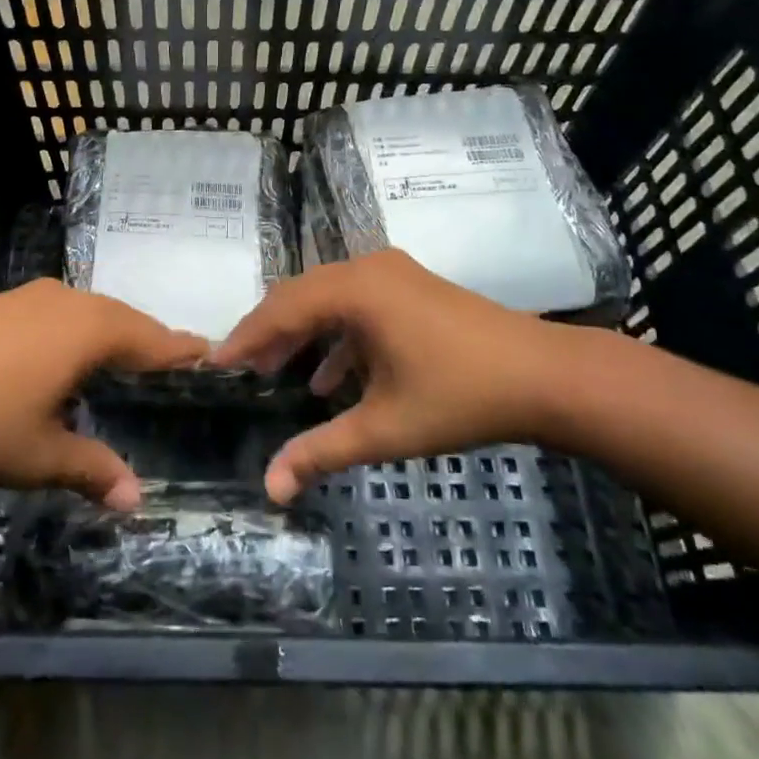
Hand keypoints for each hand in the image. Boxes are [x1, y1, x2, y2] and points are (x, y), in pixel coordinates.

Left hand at [0, 281, 204, 509]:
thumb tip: (137, 499)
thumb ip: (91, 469)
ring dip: (112, 334)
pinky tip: (65, 357)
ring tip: (126, 361)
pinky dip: (78, 332)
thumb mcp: (36, 455)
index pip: (152, 338)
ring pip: (89, 312)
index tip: (210, 353)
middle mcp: (66, 303)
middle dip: (149, 341)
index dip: (181, 349)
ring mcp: (28, 298)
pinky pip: (59, 313)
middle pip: (123, 319)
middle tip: (173, 364)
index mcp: (88, 331)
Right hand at [210, 250, 583, 502]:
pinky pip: (357, 304)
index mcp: (355, 290)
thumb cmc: (460, 397)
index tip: (213, 364)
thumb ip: (321, 452)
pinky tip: (331, 378)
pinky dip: (337, 336)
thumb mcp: (384, 428)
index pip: (281, 310)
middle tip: (239, 370)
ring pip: (327, 298)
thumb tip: (269, 489)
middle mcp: (367, 269)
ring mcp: (393, 274)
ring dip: (301, 334)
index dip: (244, 339)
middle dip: (267, 334)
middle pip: (299, 296)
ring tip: (276, 373)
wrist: (545, 377)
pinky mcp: (411, 287)